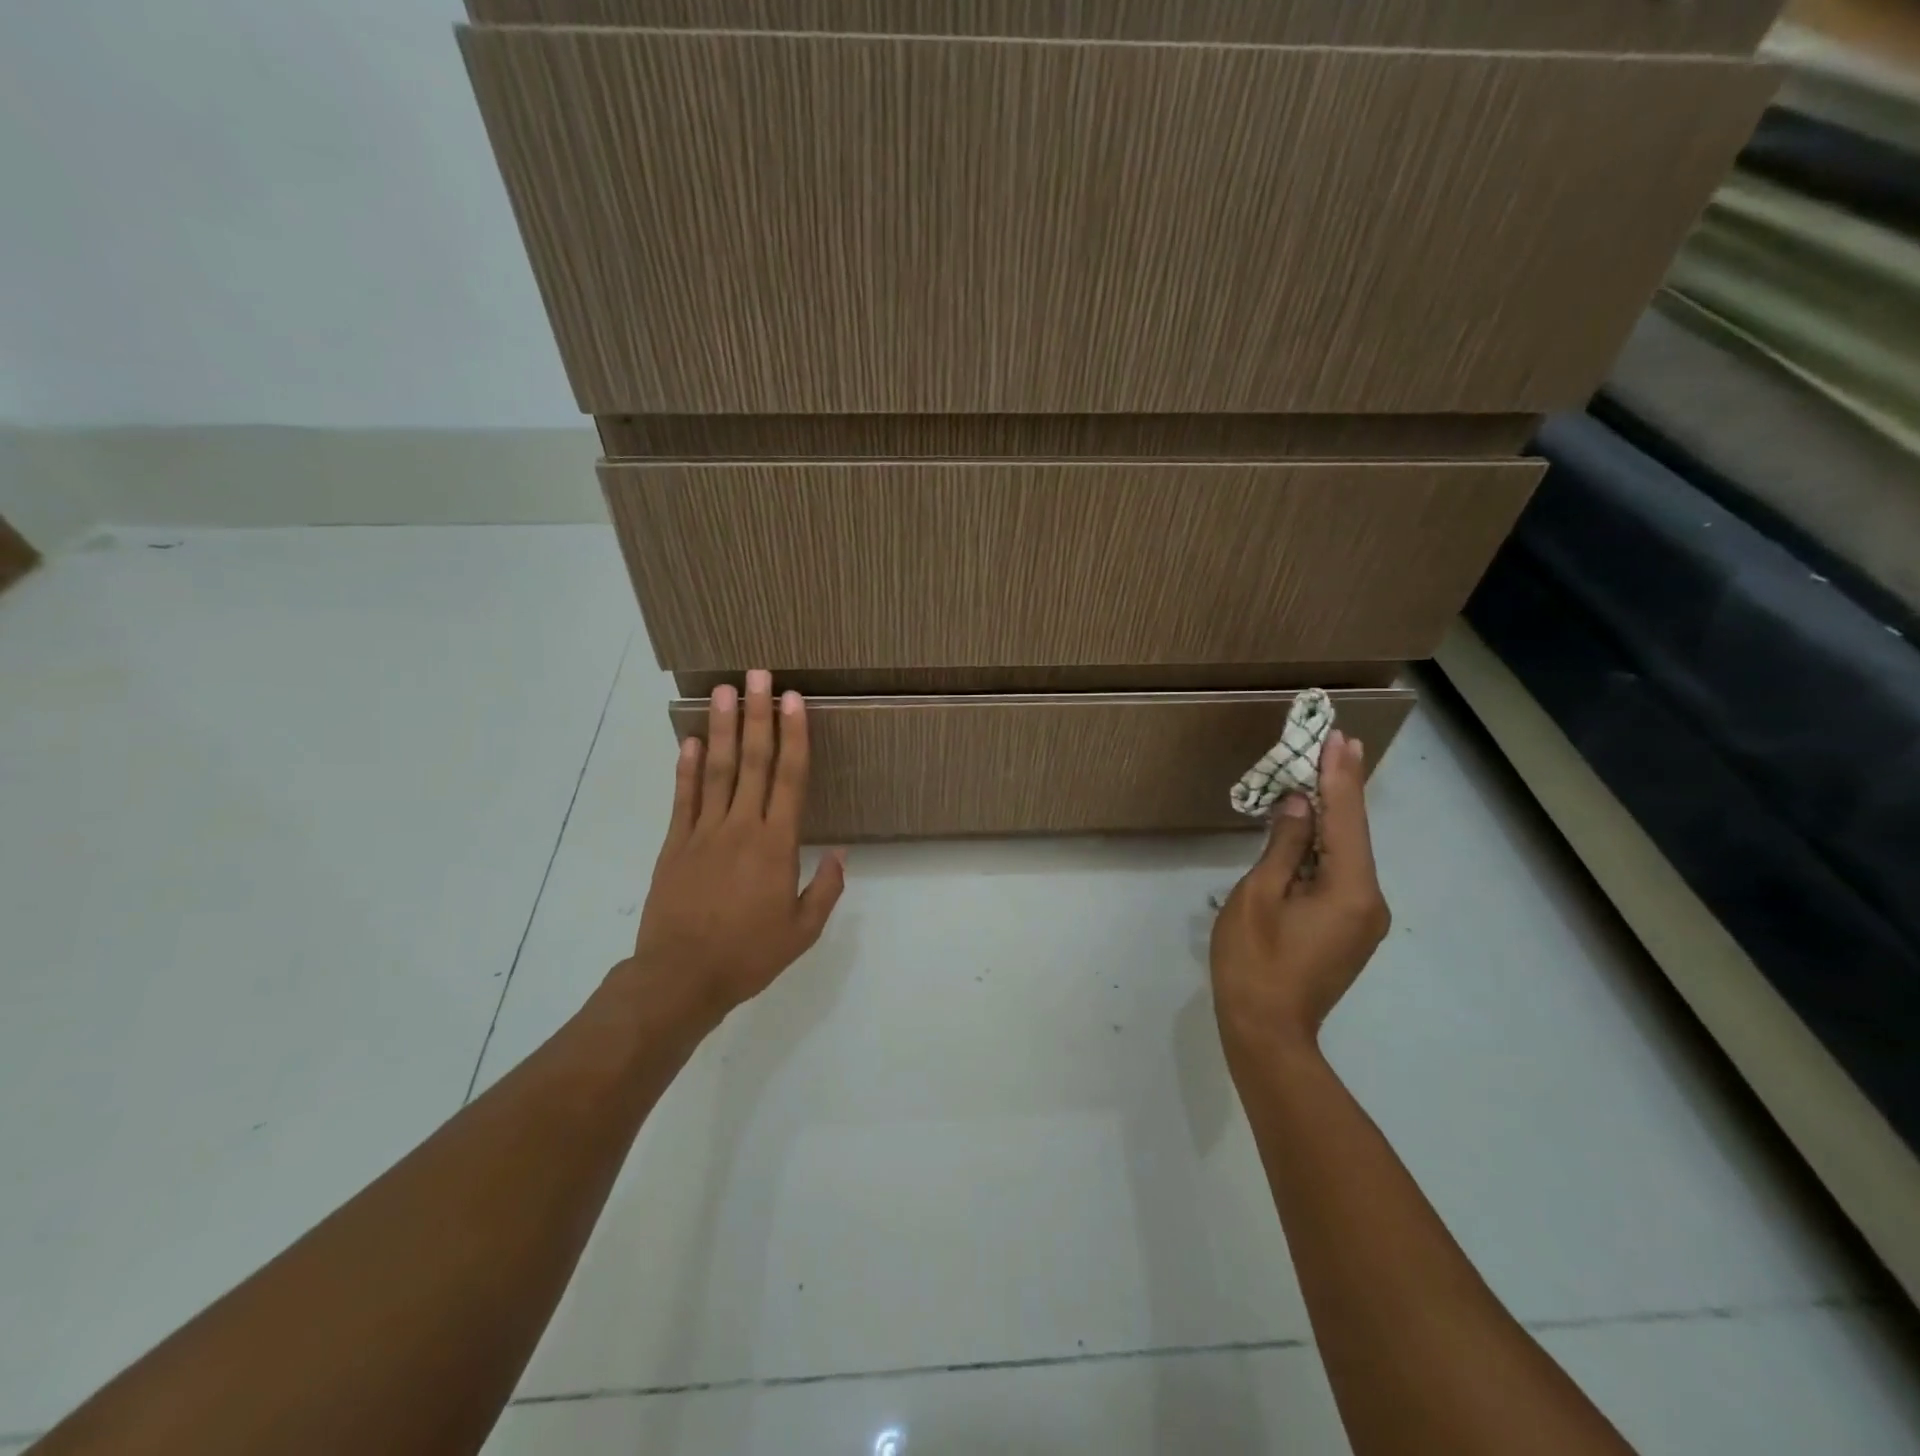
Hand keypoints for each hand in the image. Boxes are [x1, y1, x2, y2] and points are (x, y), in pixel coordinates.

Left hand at [626, 671, 846, 1019]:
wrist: (680, 978)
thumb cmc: (748, 955)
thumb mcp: (802, 931)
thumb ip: (825, 889)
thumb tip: (841, 853)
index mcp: (777, 844)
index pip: (790, 778)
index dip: (794, 736)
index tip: (793, 700)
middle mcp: (742, 827)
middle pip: (752, 761)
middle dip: (757, 715)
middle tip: (757, 675)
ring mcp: (703, 832)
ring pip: (715, 769)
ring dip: (720, 727)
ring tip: (723, 690)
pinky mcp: (674, 844)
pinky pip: (683, 798)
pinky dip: (685, 767)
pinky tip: (688, 740)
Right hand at [1210, 729, 1389, 1069]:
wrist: (1267, 1032)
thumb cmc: (1254, 961)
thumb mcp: (1258, 896)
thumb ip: (1284, 847)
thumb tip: (1300, 806)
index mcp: (1350, 890)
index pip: (1346, 819)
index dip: (1339, 776)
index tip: (1339, 738)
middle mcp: (1369, 901)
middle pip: (1353, 834)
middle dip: (1341, 789)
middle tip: (1336, 744)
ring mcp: (1362, 919)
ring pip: (1347, 855)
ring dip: (1332, 817)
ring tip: (1320, 775)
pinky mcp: (1349, 931)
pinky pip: (1340, 876)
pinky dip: (1326, 847)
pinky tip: (1313, 828)